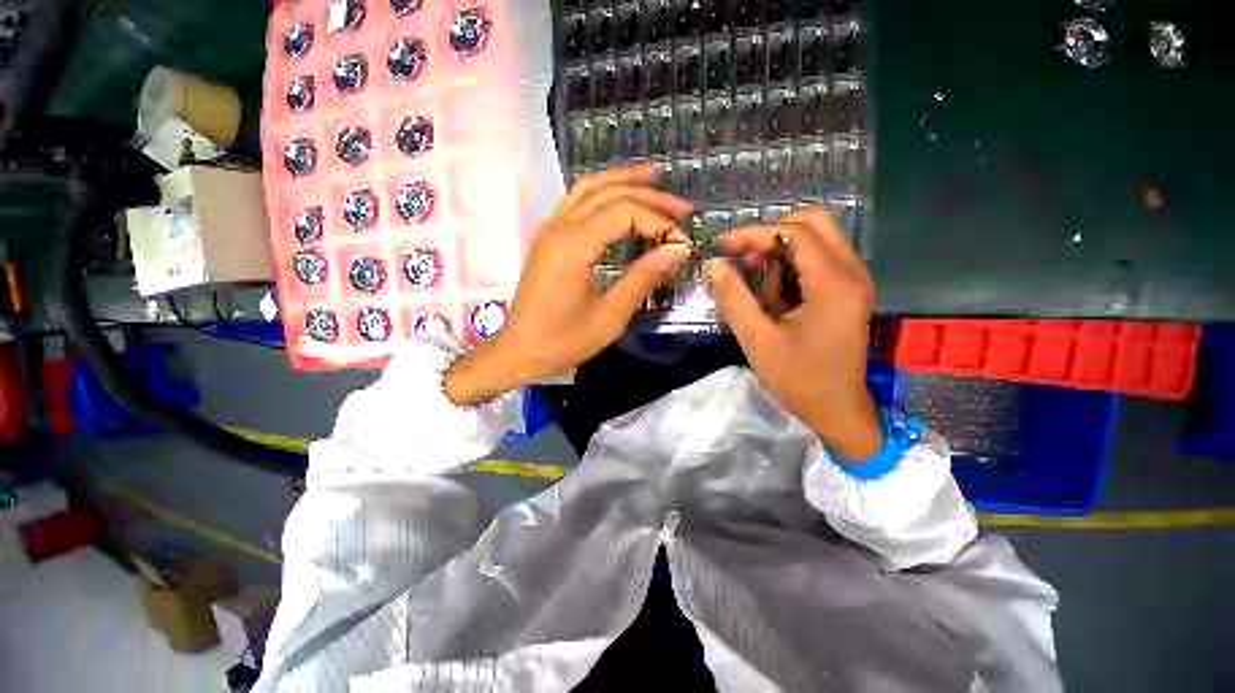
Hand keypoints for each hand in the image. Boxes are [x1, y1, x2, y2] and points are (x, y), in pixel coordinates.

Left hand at [445, 166, 692, 404]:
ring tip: (656, 178)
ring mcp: (550, 228)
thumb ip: (644, 276)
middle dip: (649, 195)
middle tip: (683, 207)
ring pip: (589, 188)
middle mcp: (559, 225)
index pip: (625, 211)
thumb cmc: (565, 340)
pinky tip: (621, 198)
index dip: (659, 223)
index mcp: (574, 244)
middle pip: (609, 192)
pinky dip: (603, 193)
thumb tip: (679, 249)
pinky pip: (577, 201)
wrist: (521, 350)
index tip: (682, 245)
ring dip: (624, 180)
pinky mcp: (548, 237)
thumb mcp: (612, 314)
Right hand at [706, 209, 881, 459]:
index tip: (722, 245)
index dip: (754, 233)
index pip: (795, 233)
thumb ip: (734, 298)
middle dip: (771, 235)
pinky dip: (791, 268)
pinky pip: (818, 260)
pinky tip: (775, 298)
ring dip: (781, 254)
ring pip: (816, 240)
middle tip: (743, 257)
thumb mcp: (757, 340)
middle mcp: (852, 273)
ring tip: (758, 288)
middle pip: (814, 223)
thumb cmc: (799, 379)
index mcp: (834, 284)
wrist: (837, 410)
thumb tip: (714, 265)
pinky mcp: (847, 292)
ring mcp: (853, 281)